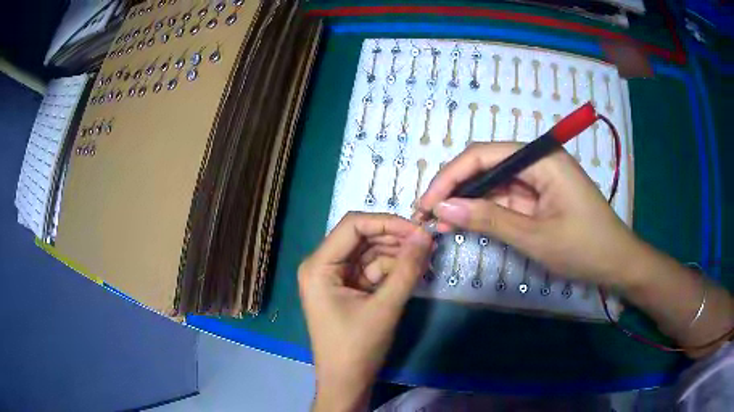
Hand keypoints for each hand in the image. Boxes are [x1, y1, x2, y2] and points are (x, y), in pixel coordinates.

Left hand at [298, 212, 432, 410]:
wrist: (346, 382)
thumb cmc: (357, 348)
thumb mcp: (385, 307)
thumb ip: (407, 269)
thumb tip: (426, 234)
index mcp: (318, 266)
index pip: (353, 225)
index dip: (387, 222)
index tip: (419, 230)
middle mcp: (322, 265)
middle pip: (361, 237)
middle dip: (394, 239)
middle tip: (427, 243)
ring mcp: (334, 277)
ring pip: (368, 253)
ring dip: (396, 255)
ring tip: (424, 258)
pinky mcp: (346, 289)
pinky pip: (370, 270)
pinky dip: (391, 270)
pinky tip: (411, 271)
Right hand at [414, 142, 645, 287]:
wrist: (616, 263)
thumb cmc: (583, 247)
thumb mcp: (534, 236)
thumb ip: (488, 219)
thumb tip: (442, 209)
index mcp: (541, 158)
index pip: (483, 155)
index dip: (450, 177)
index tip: (427, 204)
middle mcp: (537, 160)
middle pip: (485, 166)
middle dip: (455, 189)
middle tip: (427, 215)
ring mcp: (539, 178)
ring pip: (493, 183)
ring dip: (467, 202)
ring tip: (439, 223)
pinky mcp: (539, 196)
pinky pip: (505, 198)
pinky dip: (485, 211)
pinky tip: (465, 223)